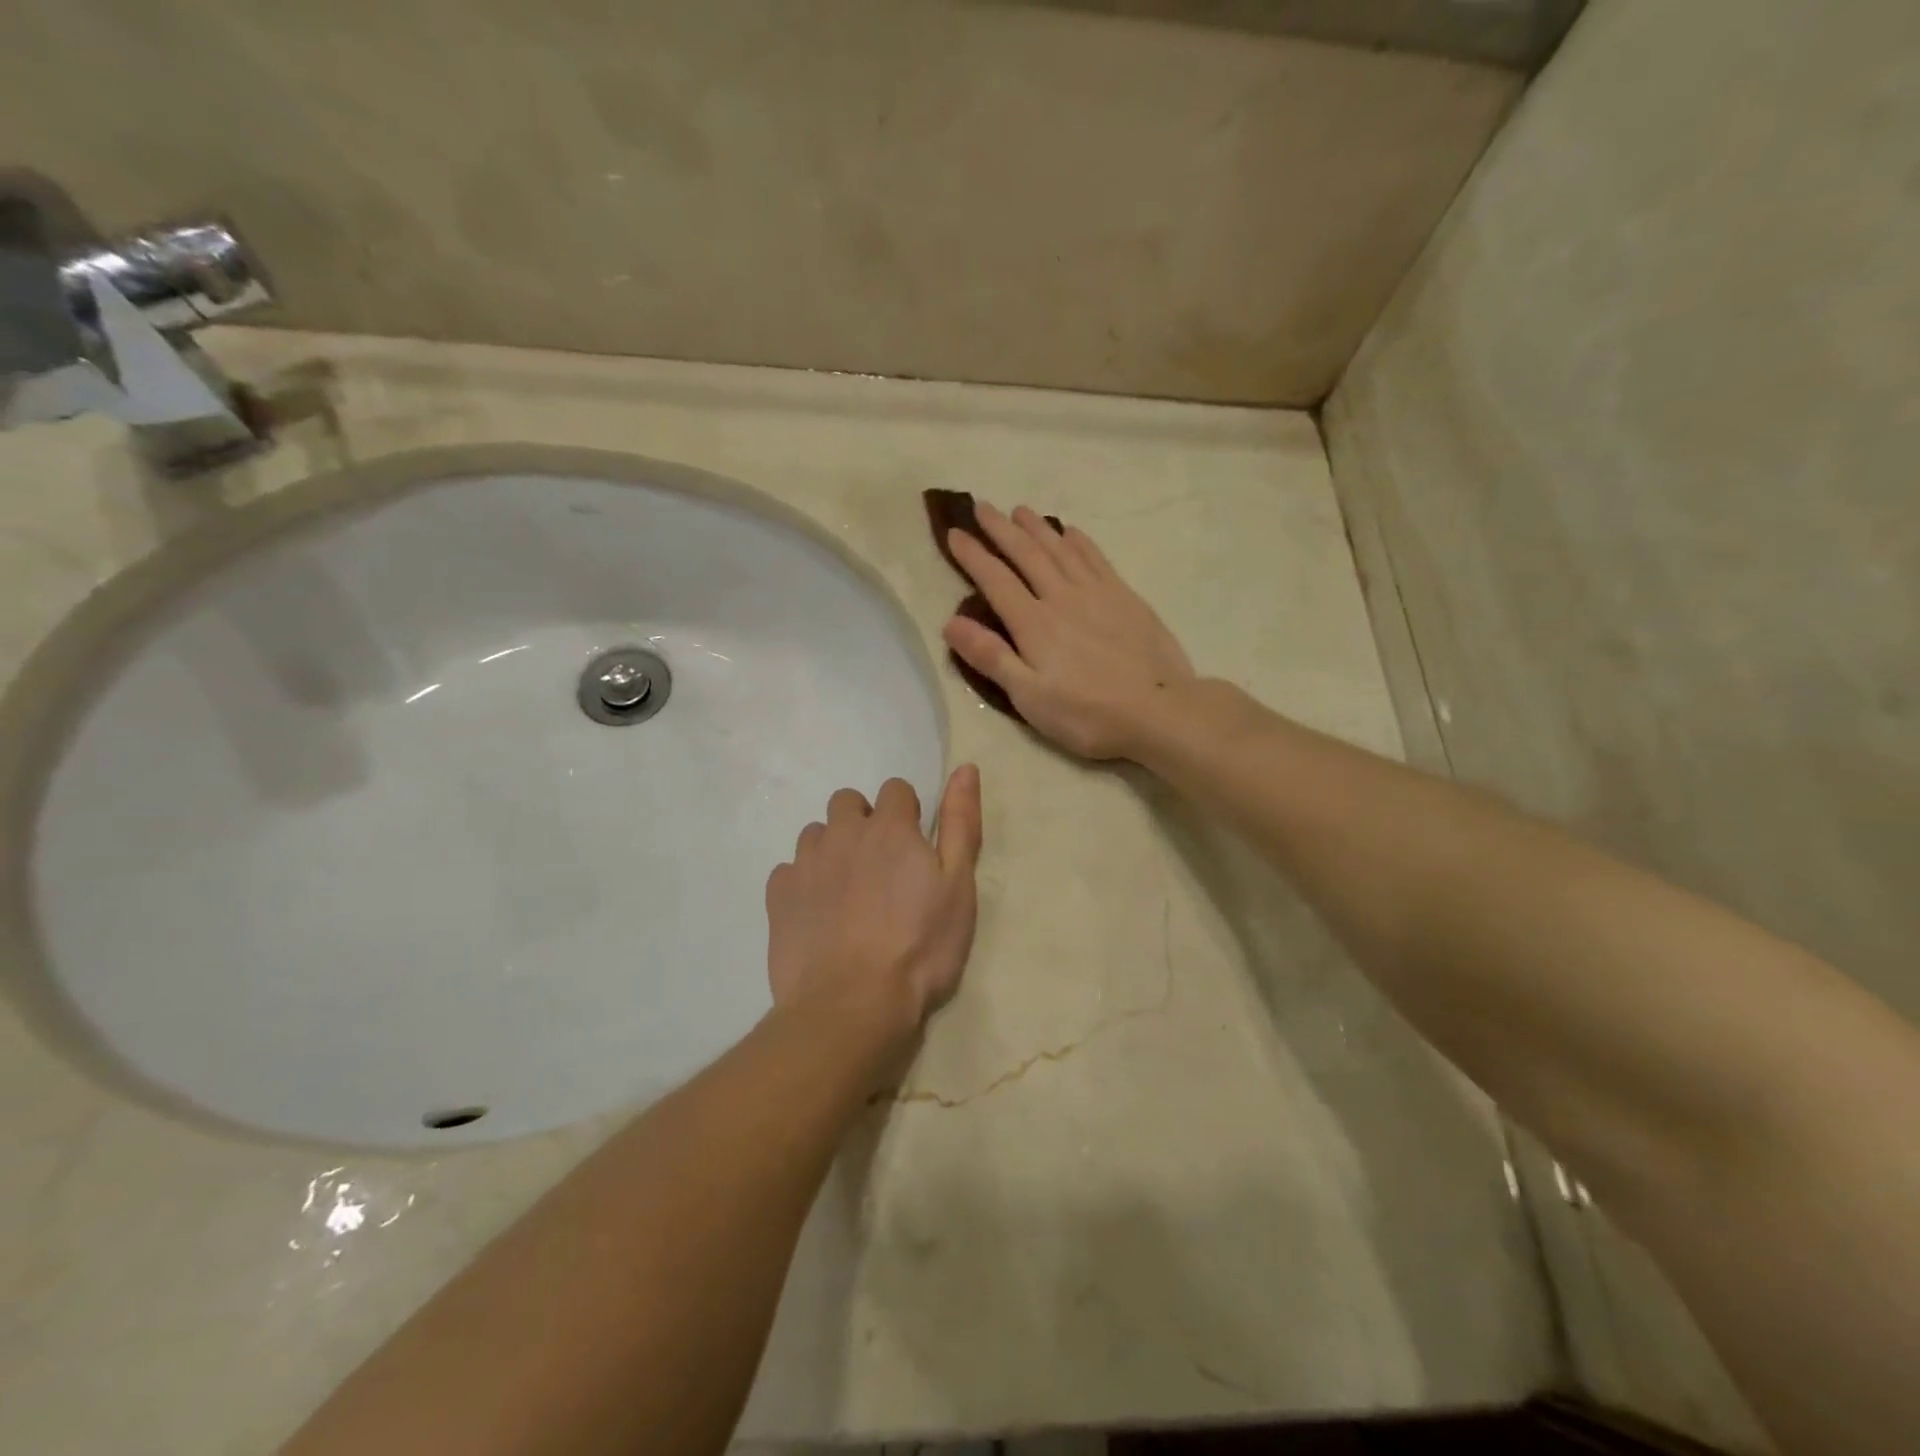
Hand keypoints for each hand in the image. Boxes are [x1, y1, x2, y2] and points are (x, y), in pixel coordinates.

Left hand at [765, 767, 983, 1049]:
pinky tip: (817, 916)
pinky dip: (803, 883)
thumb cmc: (919, 948)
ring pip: (816, 834)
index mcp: (890, 827)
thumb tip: (965, 768)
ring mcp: (805, 862)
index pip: (896, 790)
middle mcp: (843, 832)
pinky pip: (789, 871)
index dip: (907, 814)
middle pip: (848, 802)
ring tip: (848, 894)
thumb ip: (961, 823)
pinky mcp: (778, 895)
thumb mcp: (958, 886)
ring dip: (832, 850)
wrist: (851, 1005)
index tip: (914, 850)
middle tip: (880, 870)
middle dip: (864, 823)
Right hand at [941, 502, 1194, 758]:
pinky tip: (1070, 532)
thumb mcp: (1030, 697)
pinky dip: (1079, 541)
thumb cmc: (1087, 714)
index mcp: (1033, 623)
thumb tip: (951, 623)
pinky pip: (1096, 558)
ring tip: (1020, 510)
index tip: (955, 533)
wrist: (1159, 710)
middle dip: (1001, 529)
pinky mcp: (1125, 597)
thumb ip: (991, 658)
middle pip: (1026, 554)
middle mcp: (1061, 597)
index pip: (995, 579)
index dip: (973, 555)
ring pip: (1060, 549)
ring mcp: (1097, 593)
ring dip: (1037, 528)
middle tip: (982, 507)